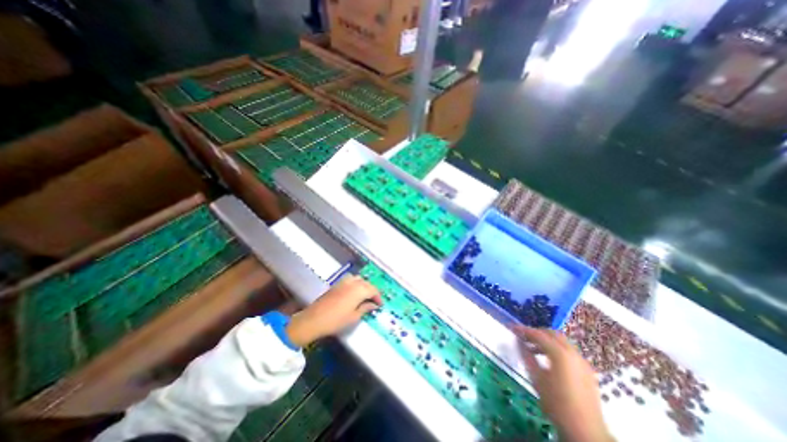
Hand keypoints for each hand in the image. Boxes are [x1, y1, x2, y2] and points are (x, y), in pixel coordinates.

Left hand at [285, 275, 382, 345]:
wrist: (314, 319)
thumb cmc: (336, 320)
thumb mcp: (354, 317)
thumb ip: (365, 308)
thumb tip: (373, 305)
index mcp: (359, 290)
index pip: (373, 290)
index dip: (378, 297)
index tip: (380, 305)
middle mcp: (353, 282)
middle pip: (367, 283)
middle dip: (372, 291)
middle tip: (374, 301)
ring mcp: (344, 281)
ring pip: (359, 279)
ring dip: (364, 286)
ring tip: (365, 295)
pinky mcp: (337, 284)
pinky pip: (351, 279)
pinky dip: (356, 284)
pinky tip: (355, 292)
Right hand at [514, 325, 610, 441]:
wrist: (586, 432)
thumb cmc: (557, 404)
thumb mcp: (537, 379)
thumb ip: (527, 356)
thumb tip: (519, 342)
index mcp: (560, 354)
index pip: (538, 335)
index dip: (524, 330)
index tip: (512, 328)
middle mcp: (573, 353)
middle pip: (552, 334)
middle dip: (537, 332)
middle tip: (523, 336)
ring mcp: (582, 362)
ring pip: (562, 342)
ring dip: (547, 341)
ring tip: (533, 348)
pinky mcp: (587, 371)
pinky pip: (569, 352)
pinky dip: (556, 349)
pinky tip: (548, 359)